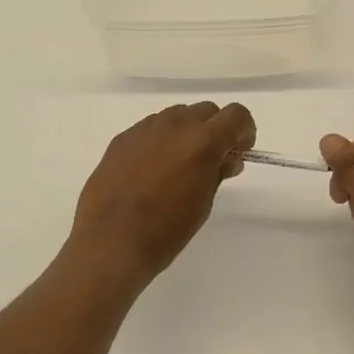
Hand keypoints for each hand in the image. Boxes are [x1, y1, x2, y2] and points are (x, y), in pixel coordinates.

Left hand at [67, 102, 256, 284]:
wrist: (110, 243)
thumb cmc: (166, 231)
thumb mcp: (203, 203)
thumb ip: (218, 172)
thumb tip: (228, 159)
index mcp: (202, 141)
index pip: (236, 114)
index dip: (244, 130)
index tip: (240, 151)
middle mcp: (175, 125)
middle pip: (206, 110)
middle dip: (216, 129)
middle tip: (213, 160)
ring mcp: (145, 128)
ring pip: (177, 115)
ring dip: (187, 132)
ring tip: (179, 165)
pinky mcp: (122, 138)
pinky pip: (151, 128)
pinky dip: (161, 140)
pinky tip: (152, 169)